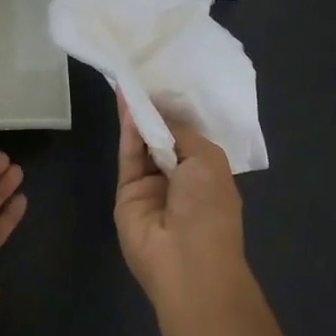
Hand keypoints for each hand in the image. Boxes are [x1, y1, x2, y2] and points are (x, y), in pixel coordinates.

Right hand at [112, 97, 245, 301]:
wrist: (186, 261)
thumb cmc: (209, 208)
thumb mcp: (208, 160)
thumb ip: (182, 133)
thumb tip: (161, 115)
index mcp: (207, 172)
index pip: (189, 136)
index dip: (177, 112)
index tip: (166, 82)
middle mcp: (179, 177)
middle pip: (162, 137)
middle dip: (155, 110)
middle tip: (142, 74)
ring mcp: (151, 185)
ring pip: (142, 143)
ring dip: (138, 115)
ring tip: (129, 82)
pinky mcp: (127, 191)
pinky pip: (128, 155)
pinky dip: (127, 130)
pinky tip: (126, 104)